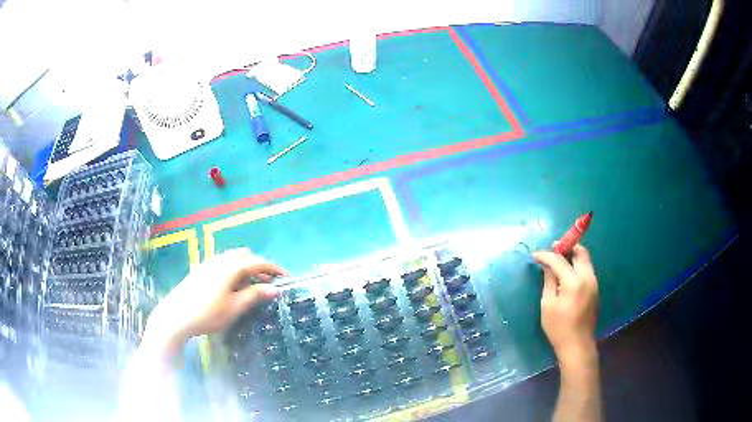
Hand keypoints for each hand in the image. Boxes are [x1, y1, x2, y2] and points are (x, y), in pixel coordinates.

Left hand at [141, 248, 285, 359]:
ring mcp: (208, 264)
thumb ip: (254, 295)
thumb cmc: (208, 313)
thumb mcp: (234, 307)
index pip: (257, 262)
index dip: (273, 268)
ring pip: (232, 259)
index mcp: (231, 267)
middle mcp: (220, 260)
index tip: (286, 276)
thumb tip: (274, 289)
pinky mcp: (201, 270)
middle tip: (267, 283)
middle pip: (244, 256)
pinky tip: (232, 287)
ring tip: (251, 287)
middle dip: (258, 266)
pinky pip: (223, 264)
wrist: (176, 316)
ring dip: (245, 268)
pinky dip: (234, 270)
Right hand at [533, 244, 597, 367]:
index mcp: (574, 281)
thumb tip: (547, 265)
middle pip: (580, 252)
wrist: (577, 344)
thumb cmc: (558, 327)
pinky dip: (577, 265)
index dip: (546, 255)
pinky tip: (567, 274)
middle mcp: (587, 277)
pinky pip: (587, 269)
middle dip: (566, 248)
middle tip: (553, 250)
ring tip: (559, 261)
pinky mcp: (595, 289)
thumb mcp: (548, 304)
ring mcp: (593, 282)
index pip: (559, 260)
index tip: (535, 255)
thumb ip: (549, 281)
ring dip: (573, 256)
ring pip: (585, 259)